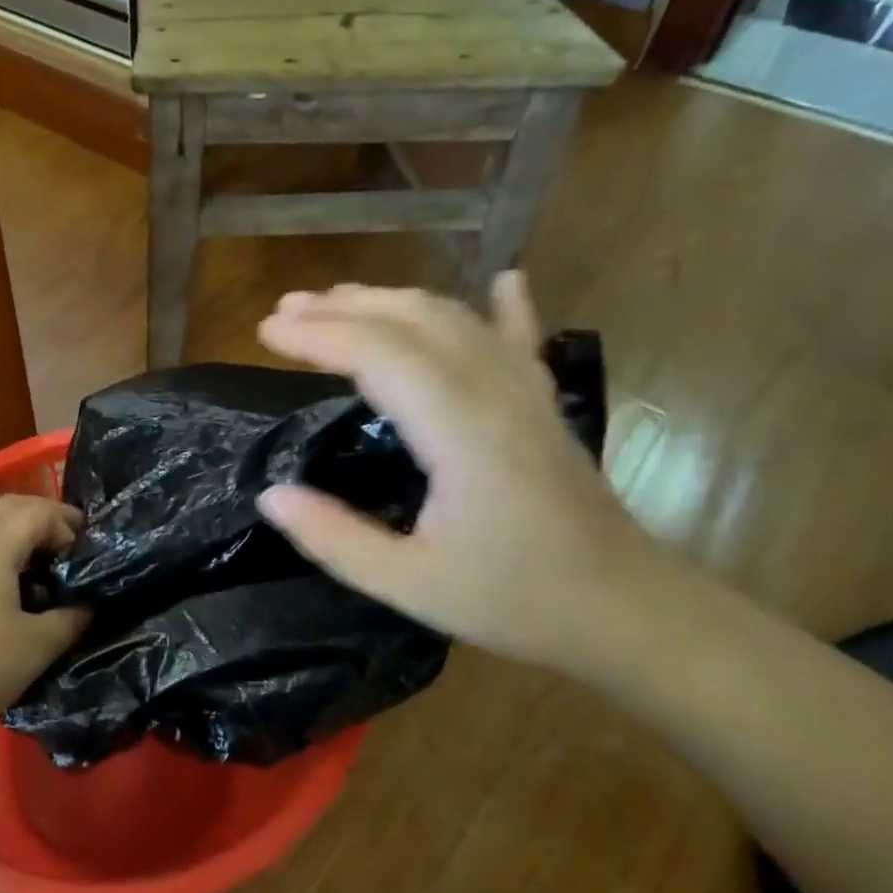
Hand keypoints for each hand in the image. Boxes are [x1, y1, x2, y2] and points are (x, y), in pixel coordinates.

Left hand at [0, 495, 88, 733]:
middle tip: (73, 544)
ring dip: (19, 535)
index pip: (38, 512)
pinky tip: (11, 590)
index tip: (91, 553)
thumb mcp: (35, 647)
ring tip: (47, 567)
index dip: (69, 525)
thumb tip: (87, 604)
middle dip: (45, 517)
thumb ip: (70, 618)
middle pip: (9, 508)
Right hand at [256, 274, 663, 676]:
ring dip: (393, 301)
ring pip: (456, 320)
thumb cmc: (515, 600)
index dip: (317, 336)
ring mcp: (526, 392)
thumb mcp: (409, 585)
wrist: (628, 612)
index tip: (264, 333)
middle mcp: (494, 392)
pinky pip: (520, 340)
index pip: (378, 355)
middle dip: (342, 308)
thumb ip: (335, 539)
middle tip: (285, 310)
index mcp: (459, 430)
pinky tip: (506, 280)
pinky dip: (504, 308)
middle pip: (412, 321)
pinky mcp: (544, 405)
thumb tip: (270, 496)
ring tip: (341, 299)